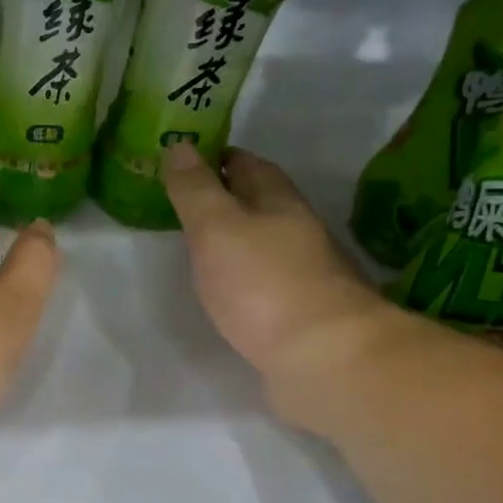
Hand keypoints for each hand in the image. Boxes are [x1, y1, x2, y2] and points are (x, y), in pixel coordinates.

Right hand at [164, 144, 399, 422]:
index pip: (250, 167)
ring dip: (240, 238)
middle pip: (263, 203)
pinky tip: (231, 289)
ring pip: (267, 243)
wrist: (323, 358)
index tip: (193, 158)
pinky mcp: (302, 314)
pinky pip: (268, 282)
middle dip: (232, 196)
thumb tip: (180, 145)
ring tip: (204, 243)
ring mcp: (305, 275)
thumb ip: (195, 190)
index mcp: (279, 204)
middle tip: (191, 200)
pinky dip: (247, 276)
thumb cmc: (263, 284)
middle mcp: (298, 233)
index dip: (222, 159)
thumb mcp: (216, 228)